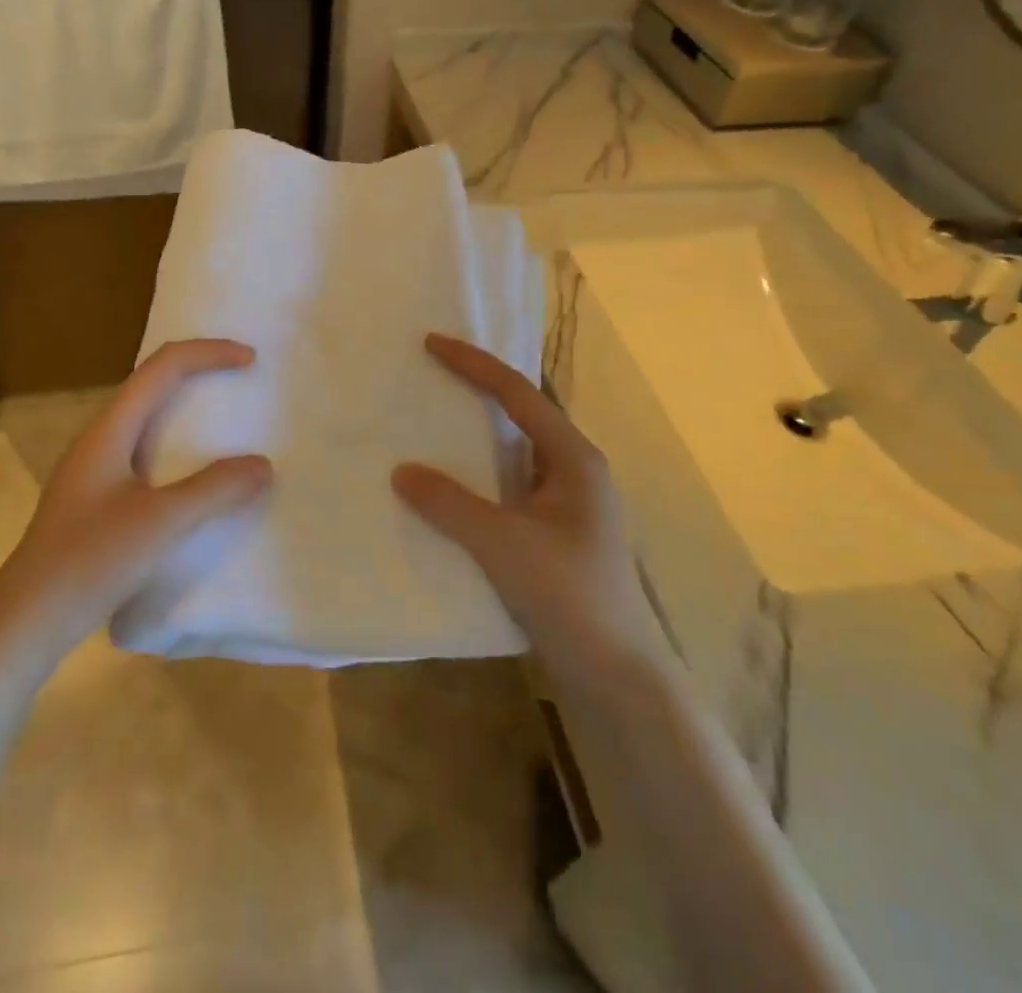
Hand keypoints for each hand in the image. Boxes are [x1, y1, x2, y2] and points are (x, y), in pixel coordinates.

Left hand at [0, 339, 271, 646]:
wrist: (25, 621)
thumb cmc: (90, 561)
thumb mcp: (161, 523)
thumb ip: (214, 490)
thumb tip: (262, 465)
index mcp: (110, 429)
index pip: (163, 367)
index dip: (208, 353)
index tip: (250, 360)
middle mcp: (100, 438)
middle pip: (153, 383)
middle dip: (199, 373)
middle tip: (241, 382)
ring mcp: (94, 469)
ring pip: (147, 419)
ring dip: (187, 410)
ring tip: (225, 424)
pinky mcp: (96, 498)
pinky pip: (144, 451)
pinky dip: (178, 447)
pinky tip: (193, 478)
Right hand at [392, 333, 665, 670]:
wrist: (619, 679)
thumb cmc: (570, 596)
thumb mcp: (503, 544)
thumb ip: (449, 503)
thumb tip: (401, 471)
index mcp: (574, 458)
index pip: (519, 393)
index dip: (474, 364)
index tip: (432, 343)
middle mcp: (575, 472)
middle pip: (522, 415)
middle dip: (478, 391)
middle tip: (432, 374)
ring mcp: (569, 505)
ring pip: (515, 454)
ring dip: (477, 437)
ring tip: (433, 423)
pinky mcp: (557, 535)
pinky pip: (511, 488)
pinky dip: (480, 477)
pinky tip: (451, 488)